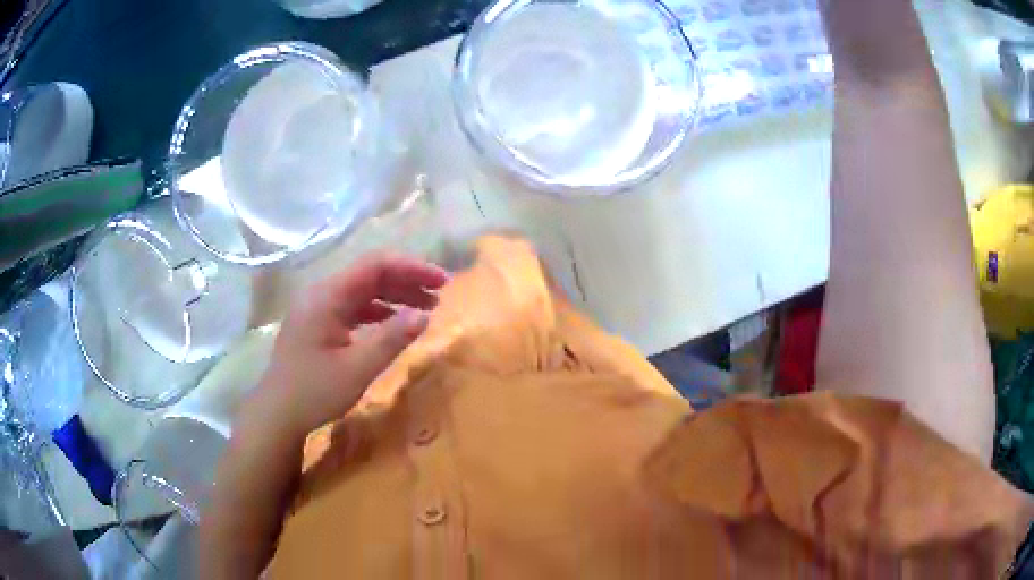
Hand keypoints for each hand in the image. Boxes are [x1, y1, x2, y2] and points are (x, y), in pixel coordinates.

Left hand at [251, 253, 448, 437]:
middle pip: (369, 274)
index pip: (375, 265)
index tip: (442, 282)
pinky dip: (378, 312)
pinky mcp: (318, 324)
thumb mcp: (357, 369)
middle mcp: (322, 294)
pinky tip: (394, 323)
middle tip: (440, 295)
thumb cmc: (314, 392)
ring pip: (362, 291)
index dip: (411, 268)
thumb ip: (392, 339)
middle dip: (406, 281)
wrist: (277, 414)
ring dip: (394, 296)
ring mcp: (318, 308)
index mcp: (327, 296)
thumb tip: (425, 315)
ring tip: (425, 308)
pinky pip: (353, 307)